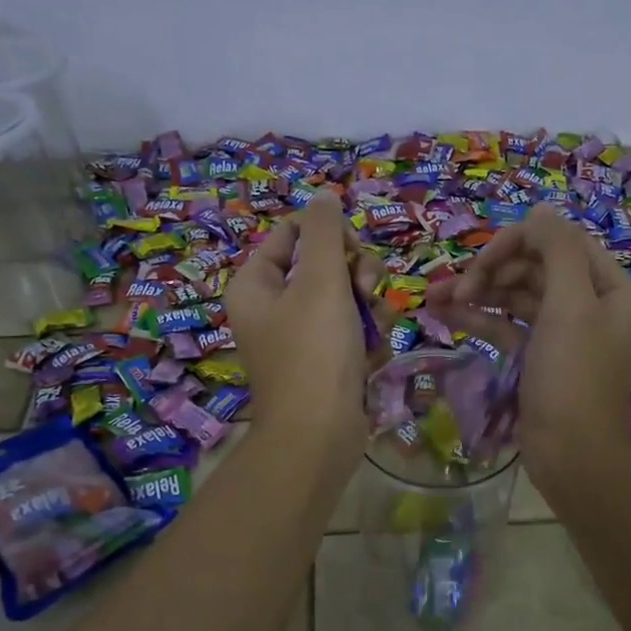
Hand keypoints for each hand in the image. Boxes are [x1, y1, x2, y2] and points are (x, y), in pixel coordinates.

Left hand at [226, 192, 379, 478]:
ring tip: (374, 330)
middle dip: (356, 274)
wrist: (319, 435)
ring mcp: (300, 336)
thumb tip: (323, 195)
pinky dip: (367, 337)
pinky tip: (373, 355)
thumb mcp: (321, 281)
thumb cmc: (314, 352)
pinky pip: (352, 330)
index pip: (294, 232)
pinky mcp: (325, 361)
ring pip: (346, 297)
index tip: (352, 252)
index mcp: (256, 282)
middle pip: (325, 263)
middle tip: (367, 291)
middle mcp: (273, 305)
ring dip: (369, 307)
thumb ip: (324, 231)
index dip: (330, 234)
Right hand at [427, 206, 630, 496]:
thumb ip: (557, 250)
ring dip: (477, 293)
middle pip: (532, 267)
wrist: (572, 456)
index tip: (480, 264)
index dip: (516, 244)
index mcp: (606, 286)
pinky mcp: (536, 357)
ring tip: (434, 298)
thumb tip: (539, 210)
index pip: (557, 242)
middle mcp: (586, 303)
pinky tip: (446, 314)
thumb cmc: (572, 378)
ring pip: (514, 297)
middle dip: (491, 272)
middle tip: (454, 288)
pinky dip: (479, 318)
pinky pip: (506, 326)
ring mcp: (560, 332)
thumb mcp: (570, 306)